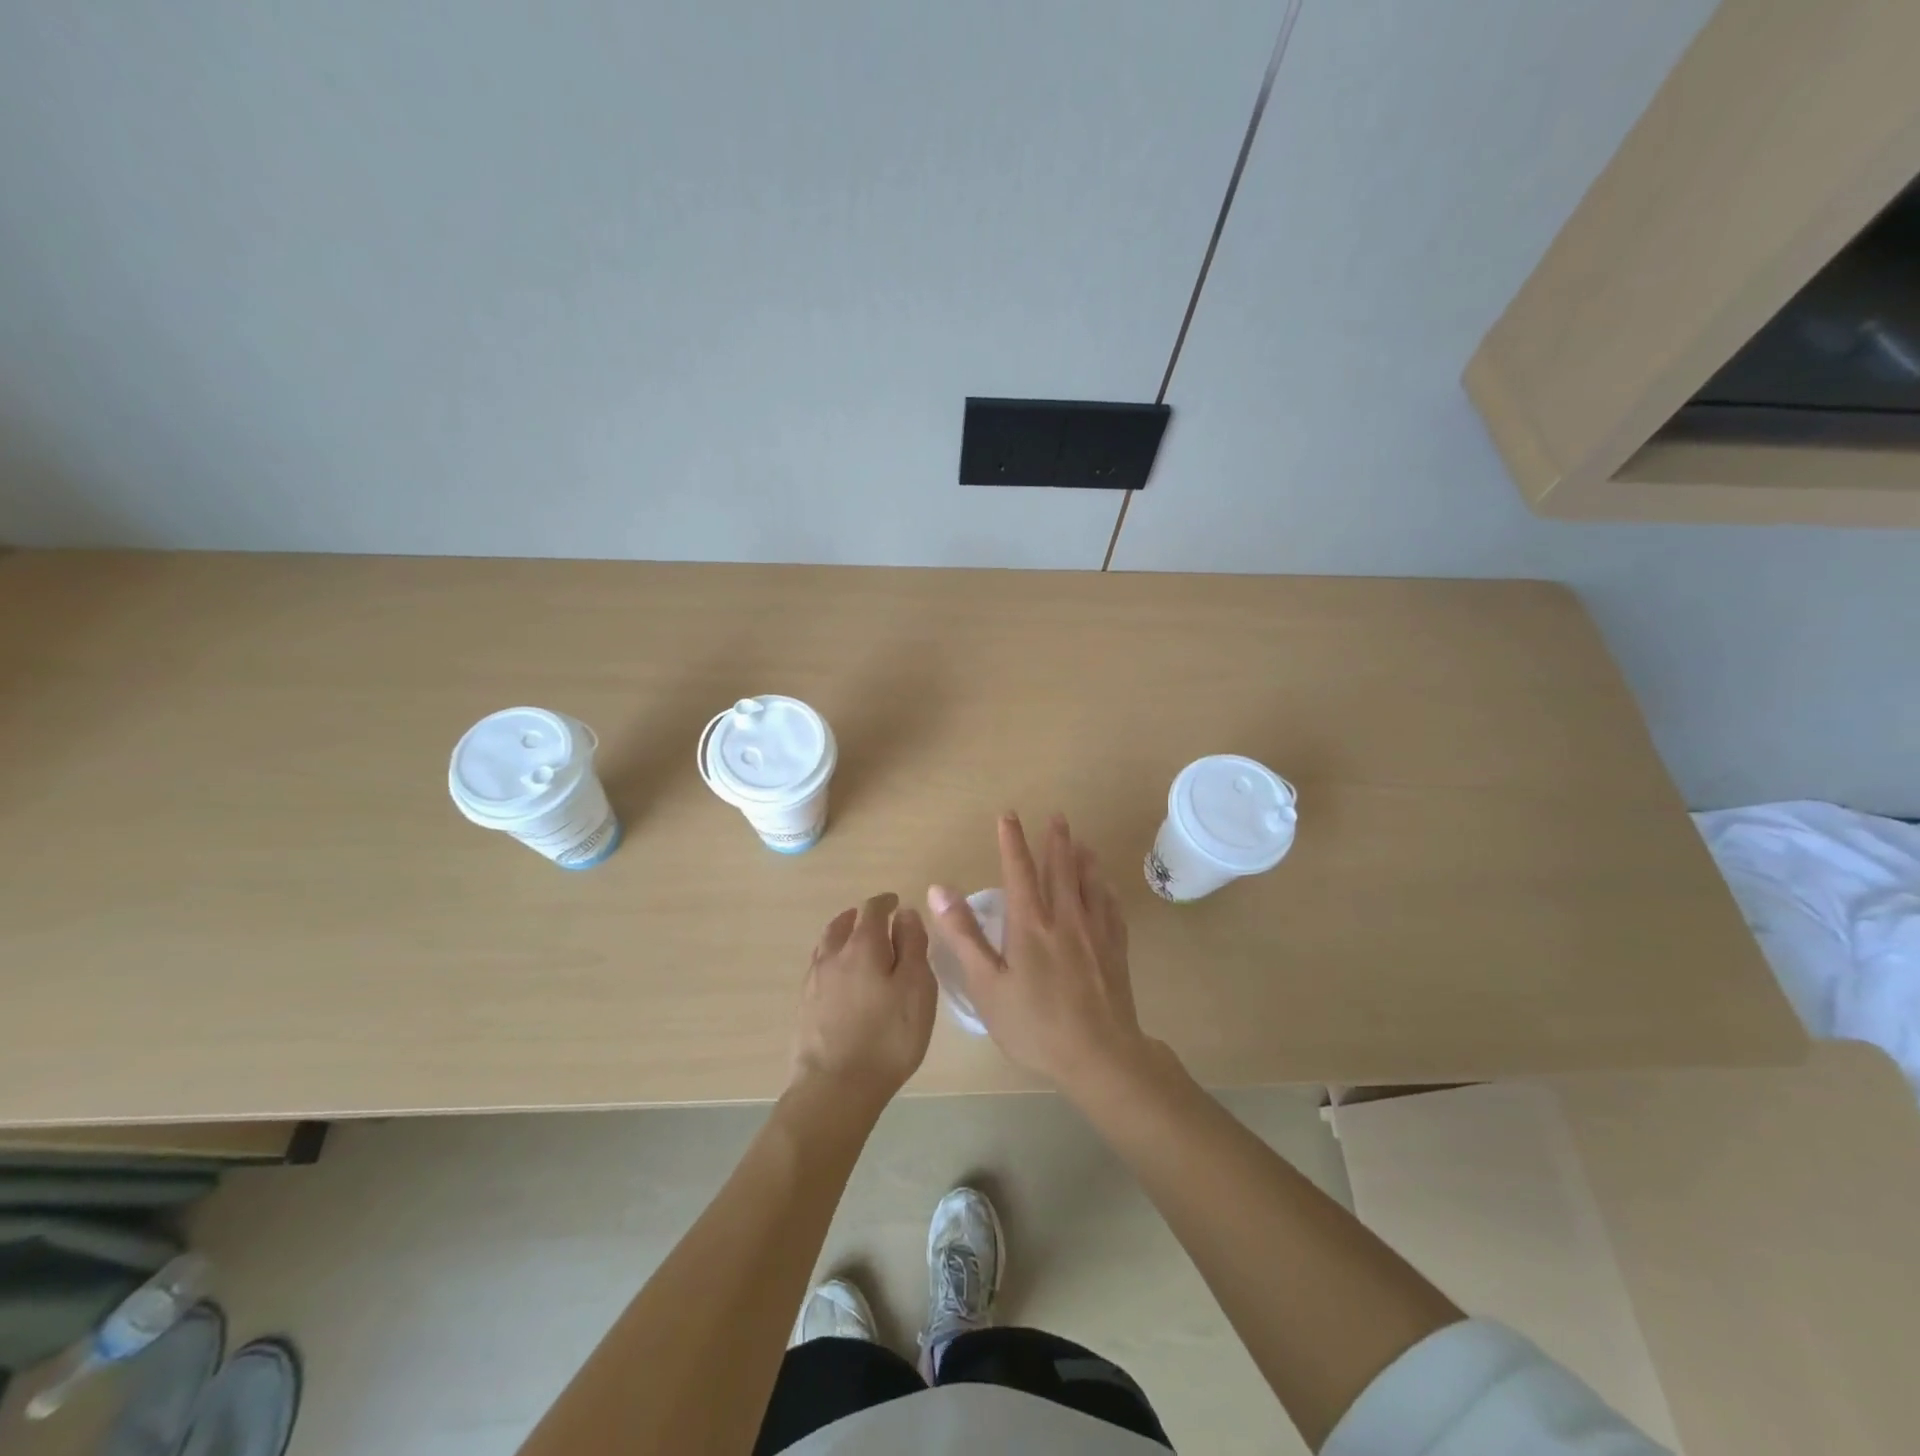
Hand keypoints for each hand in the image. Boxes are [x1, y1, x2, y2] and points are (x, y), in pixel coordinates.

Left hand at [792, 892, 936, 1108]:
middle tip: (876, 921)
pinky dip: (832, 961)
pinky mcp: (804, 1007)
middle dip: (860, 917)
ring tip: (855, 943)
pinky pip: (818, 969)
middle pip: (842, 924)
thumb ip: (913, 945)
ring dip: (841, 936)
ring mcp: (814, 982)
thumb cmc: (887, 1036)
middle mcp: (833, 955)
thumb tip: (905, 913)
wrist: (834, 1088)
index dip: (885, 902)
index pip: (872, 909)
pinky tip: (840, 978)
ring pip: (826, 945)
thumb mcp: (916, 988)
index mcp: (863, 945)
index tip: (896, 903)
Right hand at [928, 814, 1152, 1098]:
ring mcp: (1095, 932)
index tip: (1008, 815)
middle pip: (1061, 868)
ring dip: (1084, 858)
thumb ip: (963, 935)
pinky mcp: (1116, 950)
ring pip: (1090, 884)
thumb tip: (939, 889)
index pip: (1019, 870)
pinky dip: (1106, 890)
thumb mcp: (987, 984)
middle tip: (1057, 816)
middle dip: (1056, 840)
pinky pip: (1112, 908)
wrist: (1099, 1054)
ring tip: (1083, 842)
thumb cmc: (1034, 1024)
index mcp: (1030, 924)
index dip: (1012, 841)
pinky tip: (1107, 888)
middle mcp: (1065, 918)